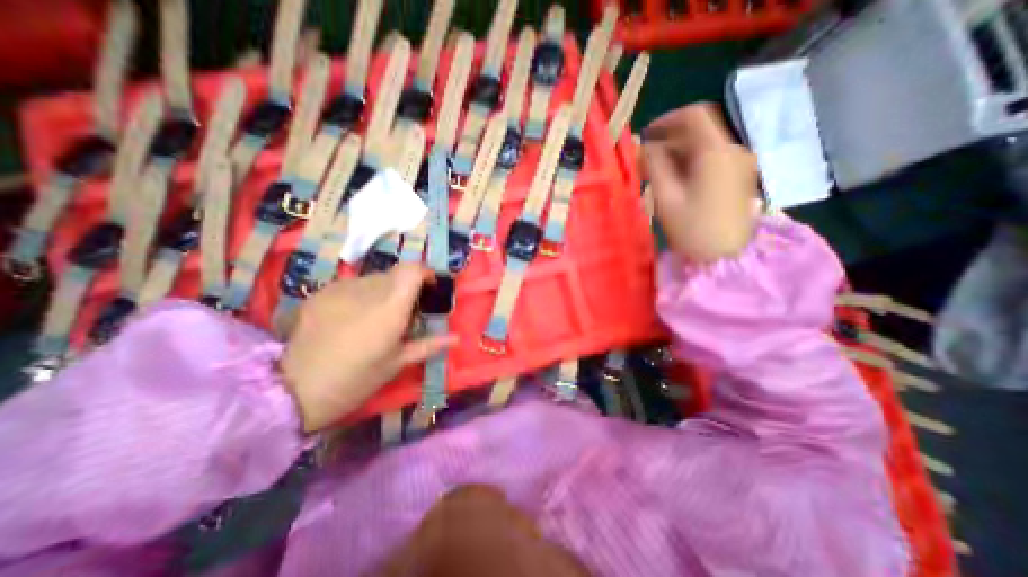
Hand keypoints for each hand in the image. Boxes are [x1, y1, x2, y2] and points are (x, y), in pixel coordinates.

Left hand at [279, 263, 456, 431]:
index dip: (424, 272)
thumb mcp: (397, 364)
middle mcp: (366, 290)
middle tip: (405, 311)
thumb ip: (429, 345)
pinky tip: (353, 317)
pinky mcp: (320, 293)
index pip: (411, 270)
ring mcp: (340, 289)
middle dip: (406, 287)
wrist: (293, 391)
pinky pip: (351, 285)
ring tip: (377, 316)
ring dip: (383, 291)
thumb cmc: (356, 380)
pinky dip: (361, 294)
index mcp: (390, 307)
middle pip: (394, 273)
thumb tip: (456, 338)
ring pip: (373, 278)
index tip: (430, 286)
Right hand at [640, 102, 760, 263]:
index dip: (667, 120)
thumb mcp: (667, 197)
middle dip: (668, 142)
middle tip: (644, 162)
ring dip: (677, 155)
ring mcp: (738, 163)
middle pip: (698, 132)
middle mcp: (732, 150)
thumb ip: (653, 166)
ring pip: (703, 147)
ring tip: (654, 175)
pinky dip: (690, 164)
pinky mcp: (738, 177)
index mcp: (716, 151)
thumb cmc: (693, 229)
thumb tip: (643, 146)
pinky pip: (710, 160)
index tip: (646, 136)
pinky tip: (674, 182)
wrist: (726, 257)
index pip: (694, 115)